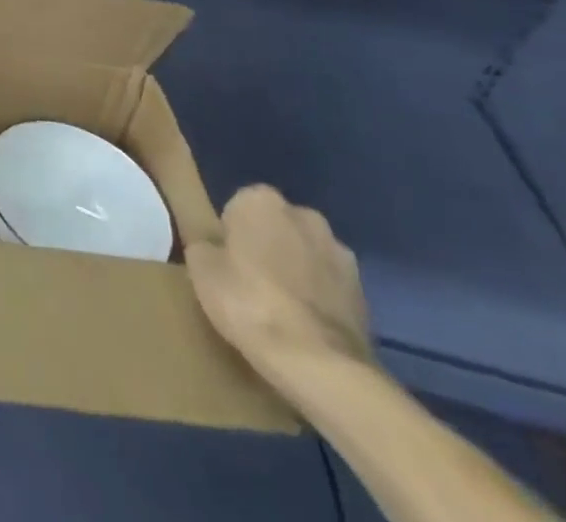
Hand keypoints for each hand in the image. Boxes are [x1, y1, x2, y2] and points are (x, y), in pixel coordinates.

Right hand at [186, 185, 374, 393]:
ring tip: (282, 313)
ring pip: (306, 256)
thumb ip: (206, 246)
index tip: (226, 266)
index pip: (237, 208)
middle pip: (276, 228)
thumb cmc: (249, 303)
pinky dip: (319, 301)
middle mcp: (304, 215)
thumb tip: (215, 248)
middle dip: (268, 248)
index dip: (230, 238)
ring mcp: (340, 254)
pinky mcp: (365, 294)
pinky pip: (330, 288)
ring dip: (297, 273)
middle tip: (251, 286)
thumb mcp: (201, 269)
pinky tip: (307, 330)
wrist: (320, 365)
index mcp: (261, 199)